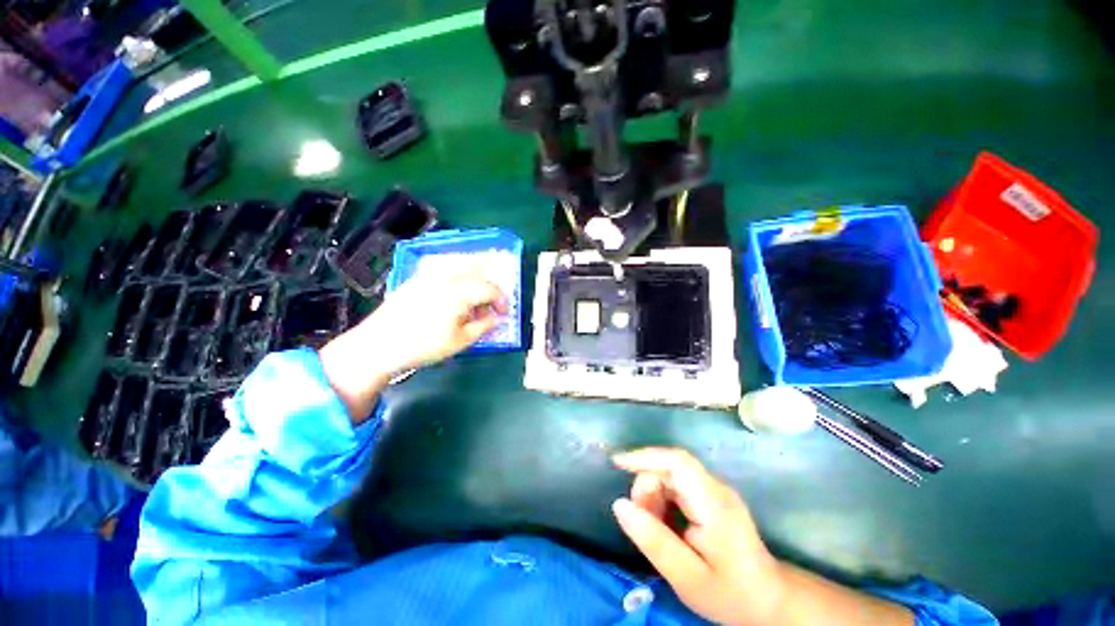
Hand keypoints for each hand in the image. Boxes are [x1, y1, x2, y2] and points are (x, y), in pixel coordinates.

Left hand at [319, 272, 506, 420]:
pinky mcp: (418, 278)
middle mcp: (447, 276)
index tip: (503, 315)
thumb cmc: (424, 345)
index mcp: (460, 291)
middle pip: (479, 274)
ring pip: (463, 267)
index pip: (491, 289)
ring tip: (475, 302)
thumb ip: (485, 326)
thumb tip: (498, 318)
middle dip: (490, 290)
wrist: (380, 345)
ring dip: (476, 281)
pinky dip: (459, 278)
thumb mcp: (461, 340)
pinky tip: (456, 295)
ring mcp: (430, 275)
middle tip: (491, 308)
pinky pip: (447, 270)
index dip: (502, 301)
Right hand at [612, 448, 913, 625]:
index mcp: (714, 503)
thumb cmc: (731, 593)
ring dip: (653, 495)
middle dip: (646, 487)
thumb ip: (653, 541)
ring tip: (655, 530)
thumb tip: (619, 505)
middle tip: (641, 522)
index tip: (616, 462)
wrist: (769, 601)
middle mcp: (715, 487)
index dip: (645, 456)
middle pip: (669, 468)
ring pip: (670, 475)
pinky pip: (677, 485)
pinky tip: (665, 525)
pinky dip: (663, 499)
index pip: (677, 462)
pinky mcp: (712, 495)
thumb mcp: (687, 578)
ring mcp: (715, 490)